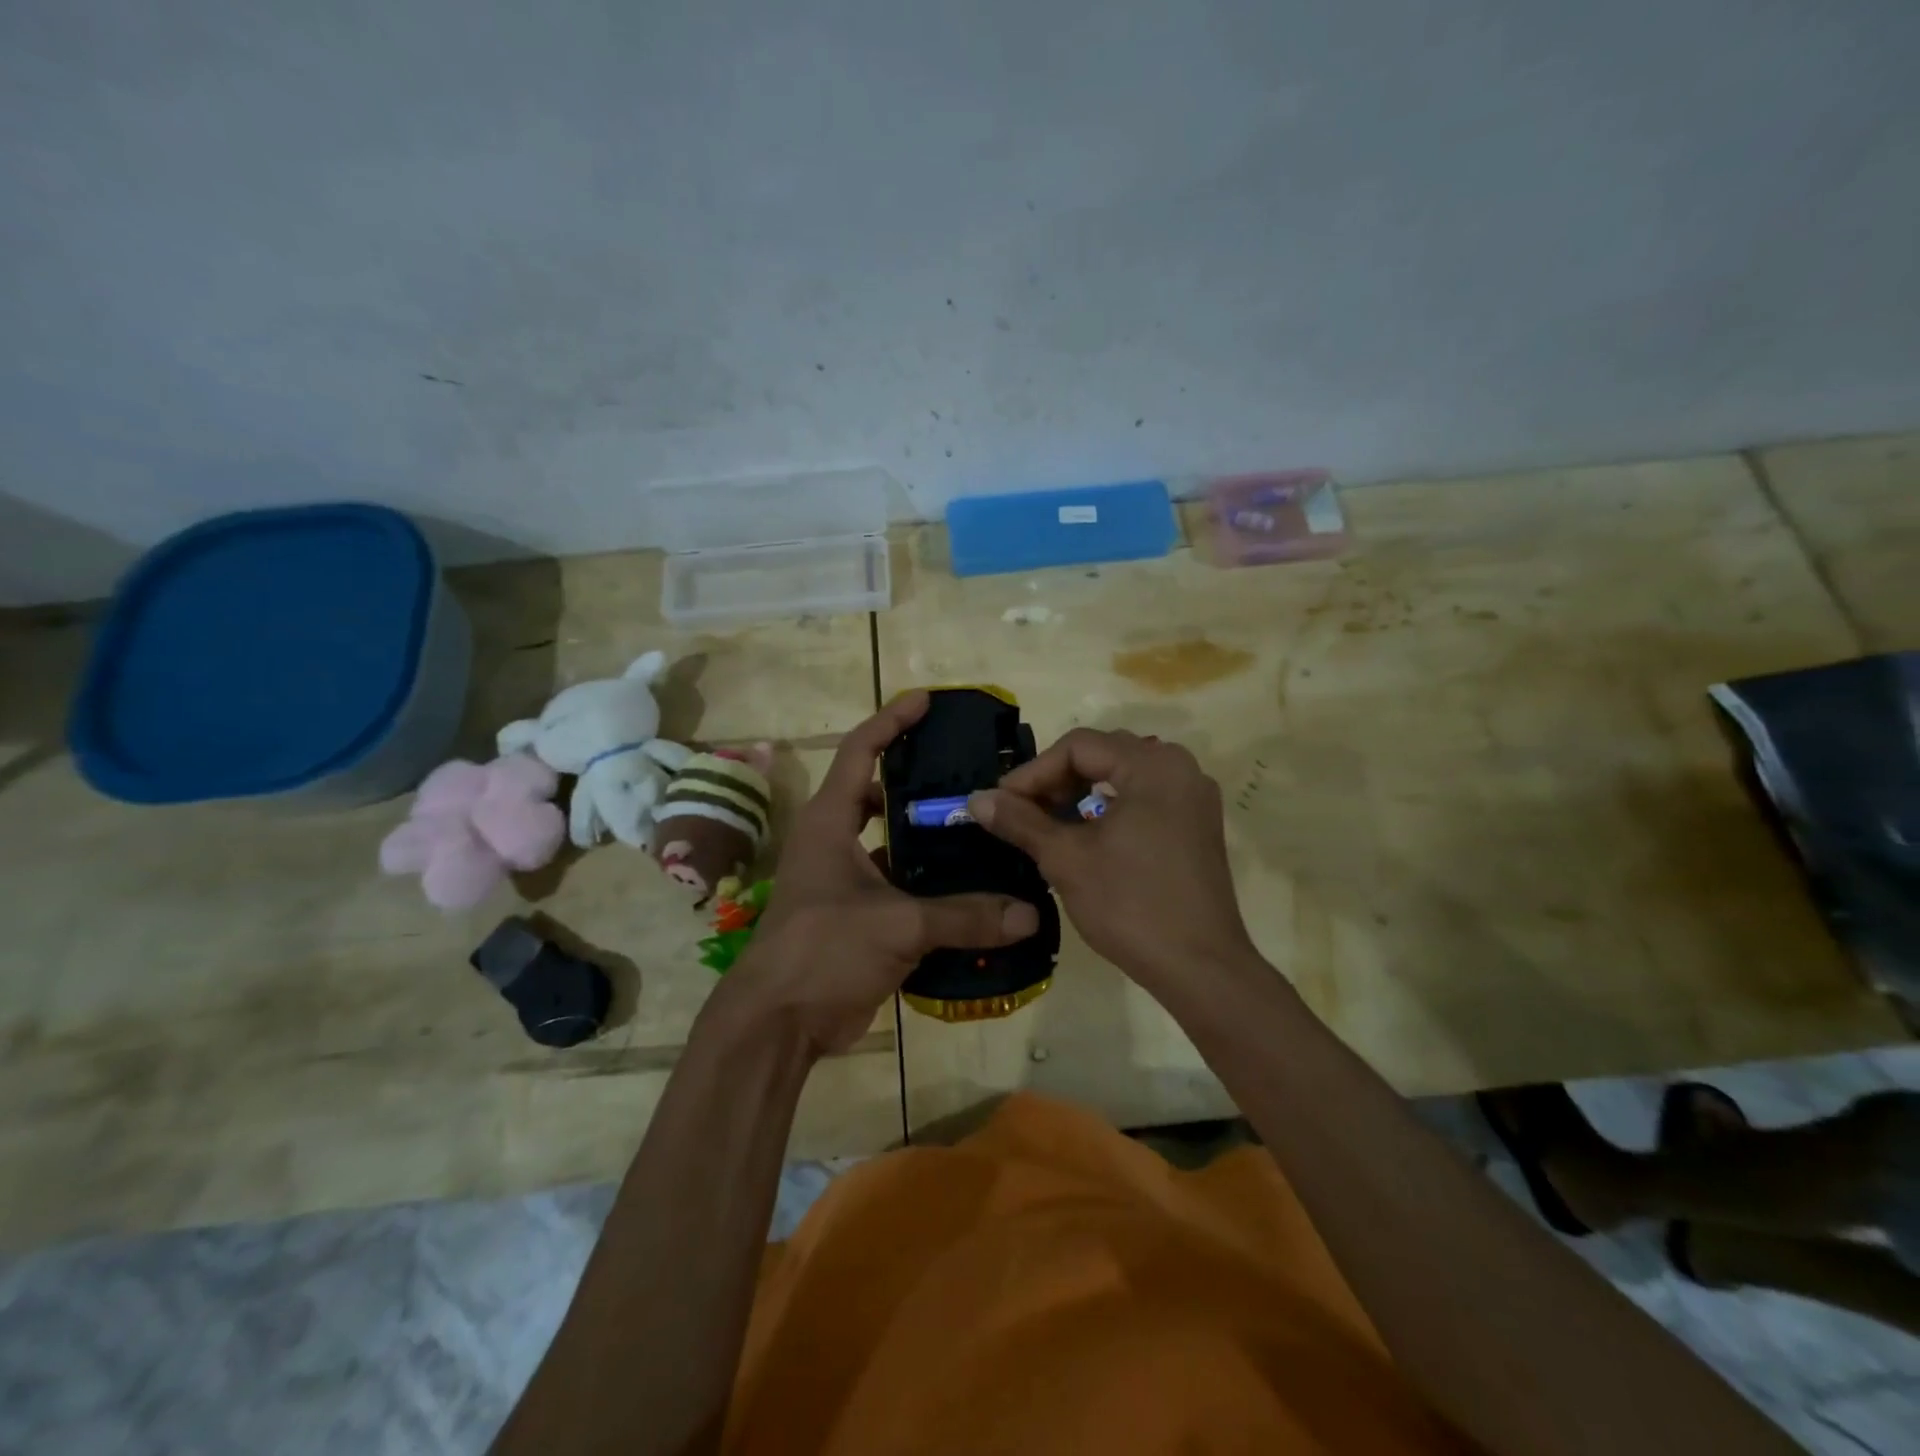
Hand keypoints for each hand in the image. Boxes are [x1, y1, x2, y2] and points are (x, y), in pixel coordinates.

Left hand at [719, 692, 1039, 1057]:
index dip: (891, 721)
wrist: (778, 1022)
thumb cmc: (823, 950)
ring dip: (925, 836)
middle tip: (967, 773)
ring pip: (889, 842)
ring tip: (977, 827)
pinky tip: (966, 887)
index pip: (860, 751)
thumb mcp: (897, 926)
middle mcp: (833, 841)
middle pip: (876, 792)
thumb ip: (964, 917)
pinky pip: (897, 885)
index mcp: (830, 822)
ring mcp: (841, 880)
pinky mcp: (854, 915)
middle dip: (916, 779)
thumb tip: (1028, 914)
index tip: (927, 701)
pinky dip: (926, 883)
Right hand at [966, 729, 1256, 995]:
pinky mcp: (1197, 825)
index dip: (1033, 772)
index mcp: (1152, 765)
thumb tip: (976, 799)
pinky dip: (1109, 808)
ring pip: (1122, 776)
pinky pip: (1144, 798)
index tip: (1001, 803)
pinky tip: (1085, 834)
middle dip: (1055, 780)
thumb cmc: (1130, 905)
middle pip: (1103, 754)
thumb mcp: (1066, 859)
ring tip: (1046, 822)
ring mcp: (1194, 797)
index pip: (1078, 747)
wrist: (1200, 969)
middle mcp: (1180, 768)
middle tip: (1021, 811)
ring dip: (1080, 793)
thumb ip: (1020, 821)